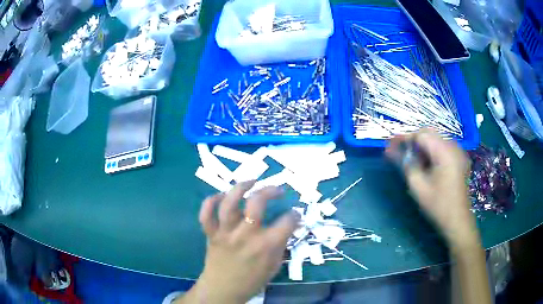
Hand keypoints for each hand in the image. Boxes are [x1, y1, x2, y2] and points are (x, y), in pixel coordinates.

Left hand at [181, 181, 298, 303]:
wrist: (223, 290)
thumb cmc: (252, 280)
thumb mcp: (274, 266)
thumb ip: (281, 245)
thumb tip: (288, 226)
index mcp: (266, 246)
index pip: (287, 221)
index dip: (295, 215)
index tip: (295, 214)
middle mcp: (246, 235)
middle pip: (257, 203)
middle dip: (270, 190)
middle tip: (277, 190)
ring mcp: (226, 233)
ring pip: (229, 203)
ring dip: (240, 187)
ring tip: (251, 181)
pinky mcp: (211, 234)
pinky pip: (206, 214)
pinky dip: (210, 201)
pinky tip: (221, 196)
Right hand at [386, 130, 477, 248]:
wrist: (458, 221)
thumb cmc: (438, 205)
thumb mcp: (418, 186)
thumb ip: (405, 164)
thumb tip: (390, 150)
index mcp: (444, 151)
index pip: (420, 134)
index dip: (404, 138)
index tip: (390, 146)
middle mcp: (453, 146)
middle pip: (429, 133)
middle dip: (413, 141)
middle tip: (401, 153)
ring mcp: (459, 152)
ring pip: (437, 139)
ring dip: (423, 146)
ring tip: (413, 160)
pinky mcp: (460, 159)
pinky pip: (444, 147)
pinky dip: (433, 151)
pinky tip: (428, 165)